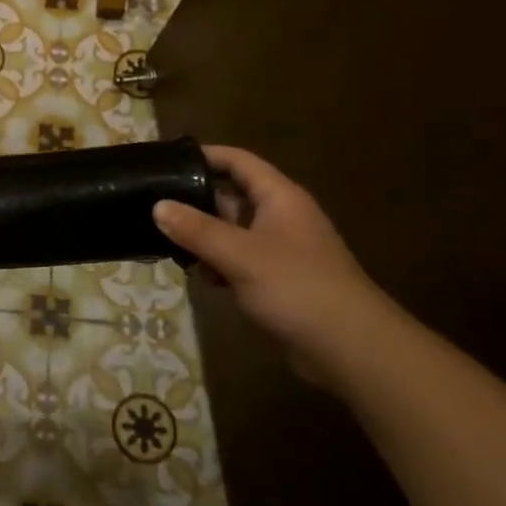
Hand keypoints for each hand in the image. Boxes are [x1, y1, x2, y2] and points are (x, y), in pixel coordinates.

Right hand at [153, 146, 393, 383]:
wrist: (351, 349)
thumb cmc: (297, 287)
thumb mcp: (240, 254)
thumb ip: (197, 229)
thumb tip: (157, 206)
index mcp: (279, 198)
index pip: (237, 161)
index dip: (205, 155)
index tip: (166, 161)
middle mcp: (280, 217)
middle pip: (231, 196)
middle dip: (195, 201)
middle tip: (153, 205)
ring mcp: (279, 250)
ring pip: (231, 231)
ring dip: (203, 237)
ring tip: (165, 242)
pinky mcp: (276, 280)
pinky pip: (238, 260)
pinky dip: (218, 264)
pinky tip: (199, 277)